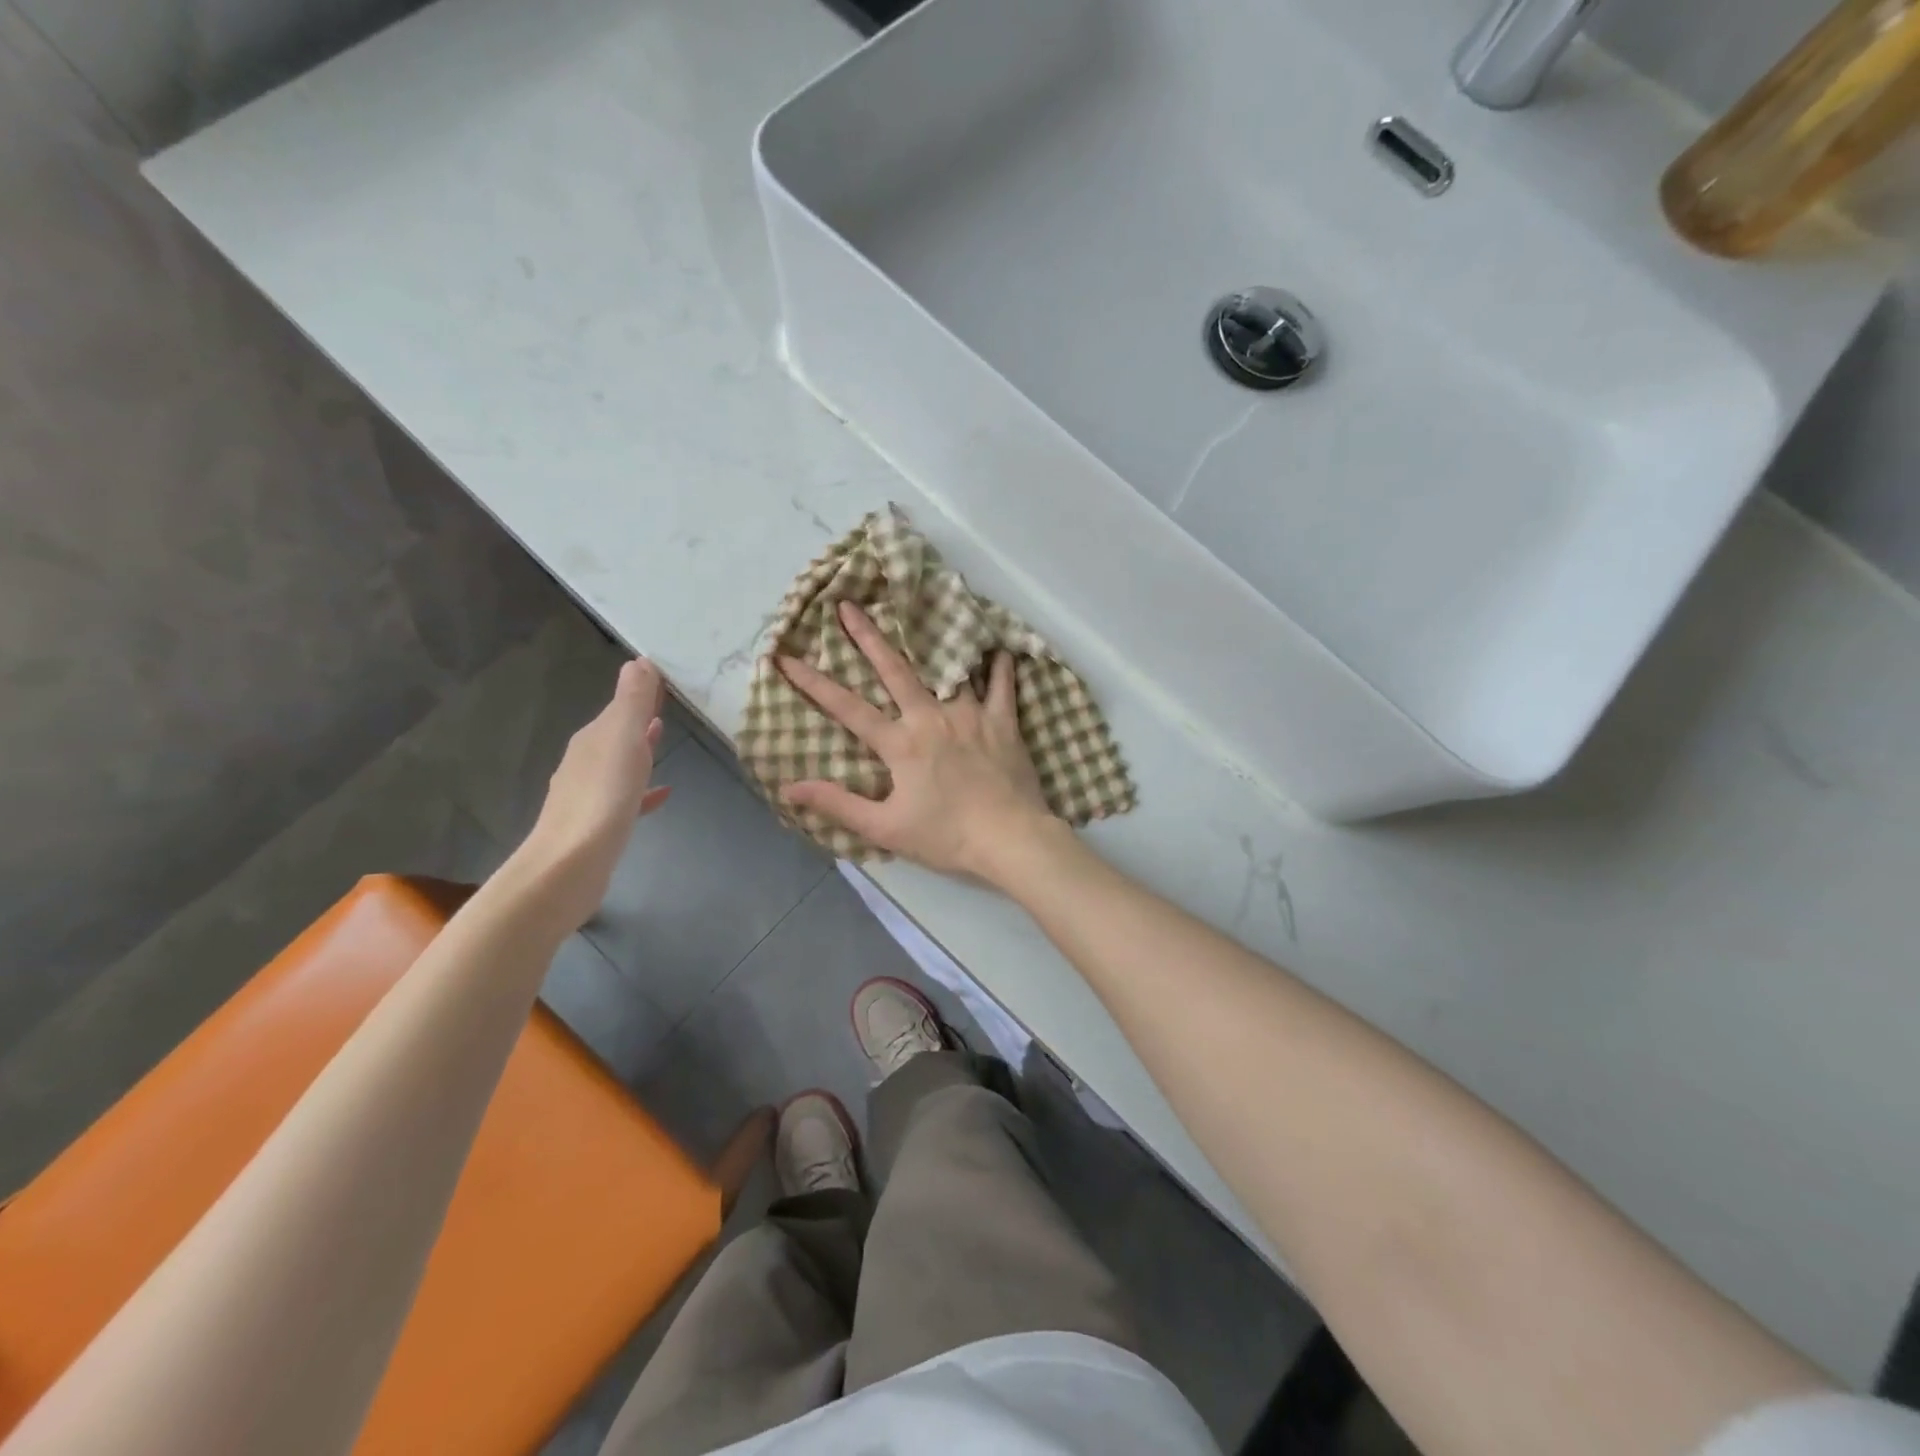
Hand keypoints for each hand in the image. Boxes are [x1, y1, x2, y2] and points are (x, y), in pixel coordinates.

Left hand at [515, 658, 671, 928]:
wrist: (573, 862)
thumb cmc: (604, 794)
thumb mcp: (623, 738)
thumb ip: (633, 701)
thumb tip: (639, 661)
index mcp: (593, 738)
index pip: (619, 706)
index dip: (641, 692)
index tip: (665, 679)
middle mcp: (585, 760)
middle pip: (616, 732)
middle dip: (639, 718)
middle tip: (667, 704)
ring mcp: (589, 793)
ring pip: (619, 762)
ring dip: (639, 749)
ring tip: (663, 740)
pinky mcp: (598, 823)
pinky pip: (626, 797)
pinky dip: (643, 790)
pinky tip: (663, 794)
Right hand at [778, 602, 1057, 880]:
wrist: (1010, 839)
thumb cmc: (946, 837)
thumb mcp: (885, 828)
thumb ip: (837, 805)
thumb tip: (788, 788)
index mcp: (901, 744)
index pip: (847, 708)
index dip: (813, 683)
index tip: (787, 658)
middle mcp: (932, 718)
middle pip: (895, 670)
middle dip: (868, 636)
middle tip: (849, 605)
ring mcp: (970, 715)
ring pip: (947, 667)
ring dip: (930, 640)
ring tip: (920, 612)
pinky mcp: (1003, 721)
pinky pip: (1002, 684)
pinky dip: (998, 665)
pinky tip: (995, 647)